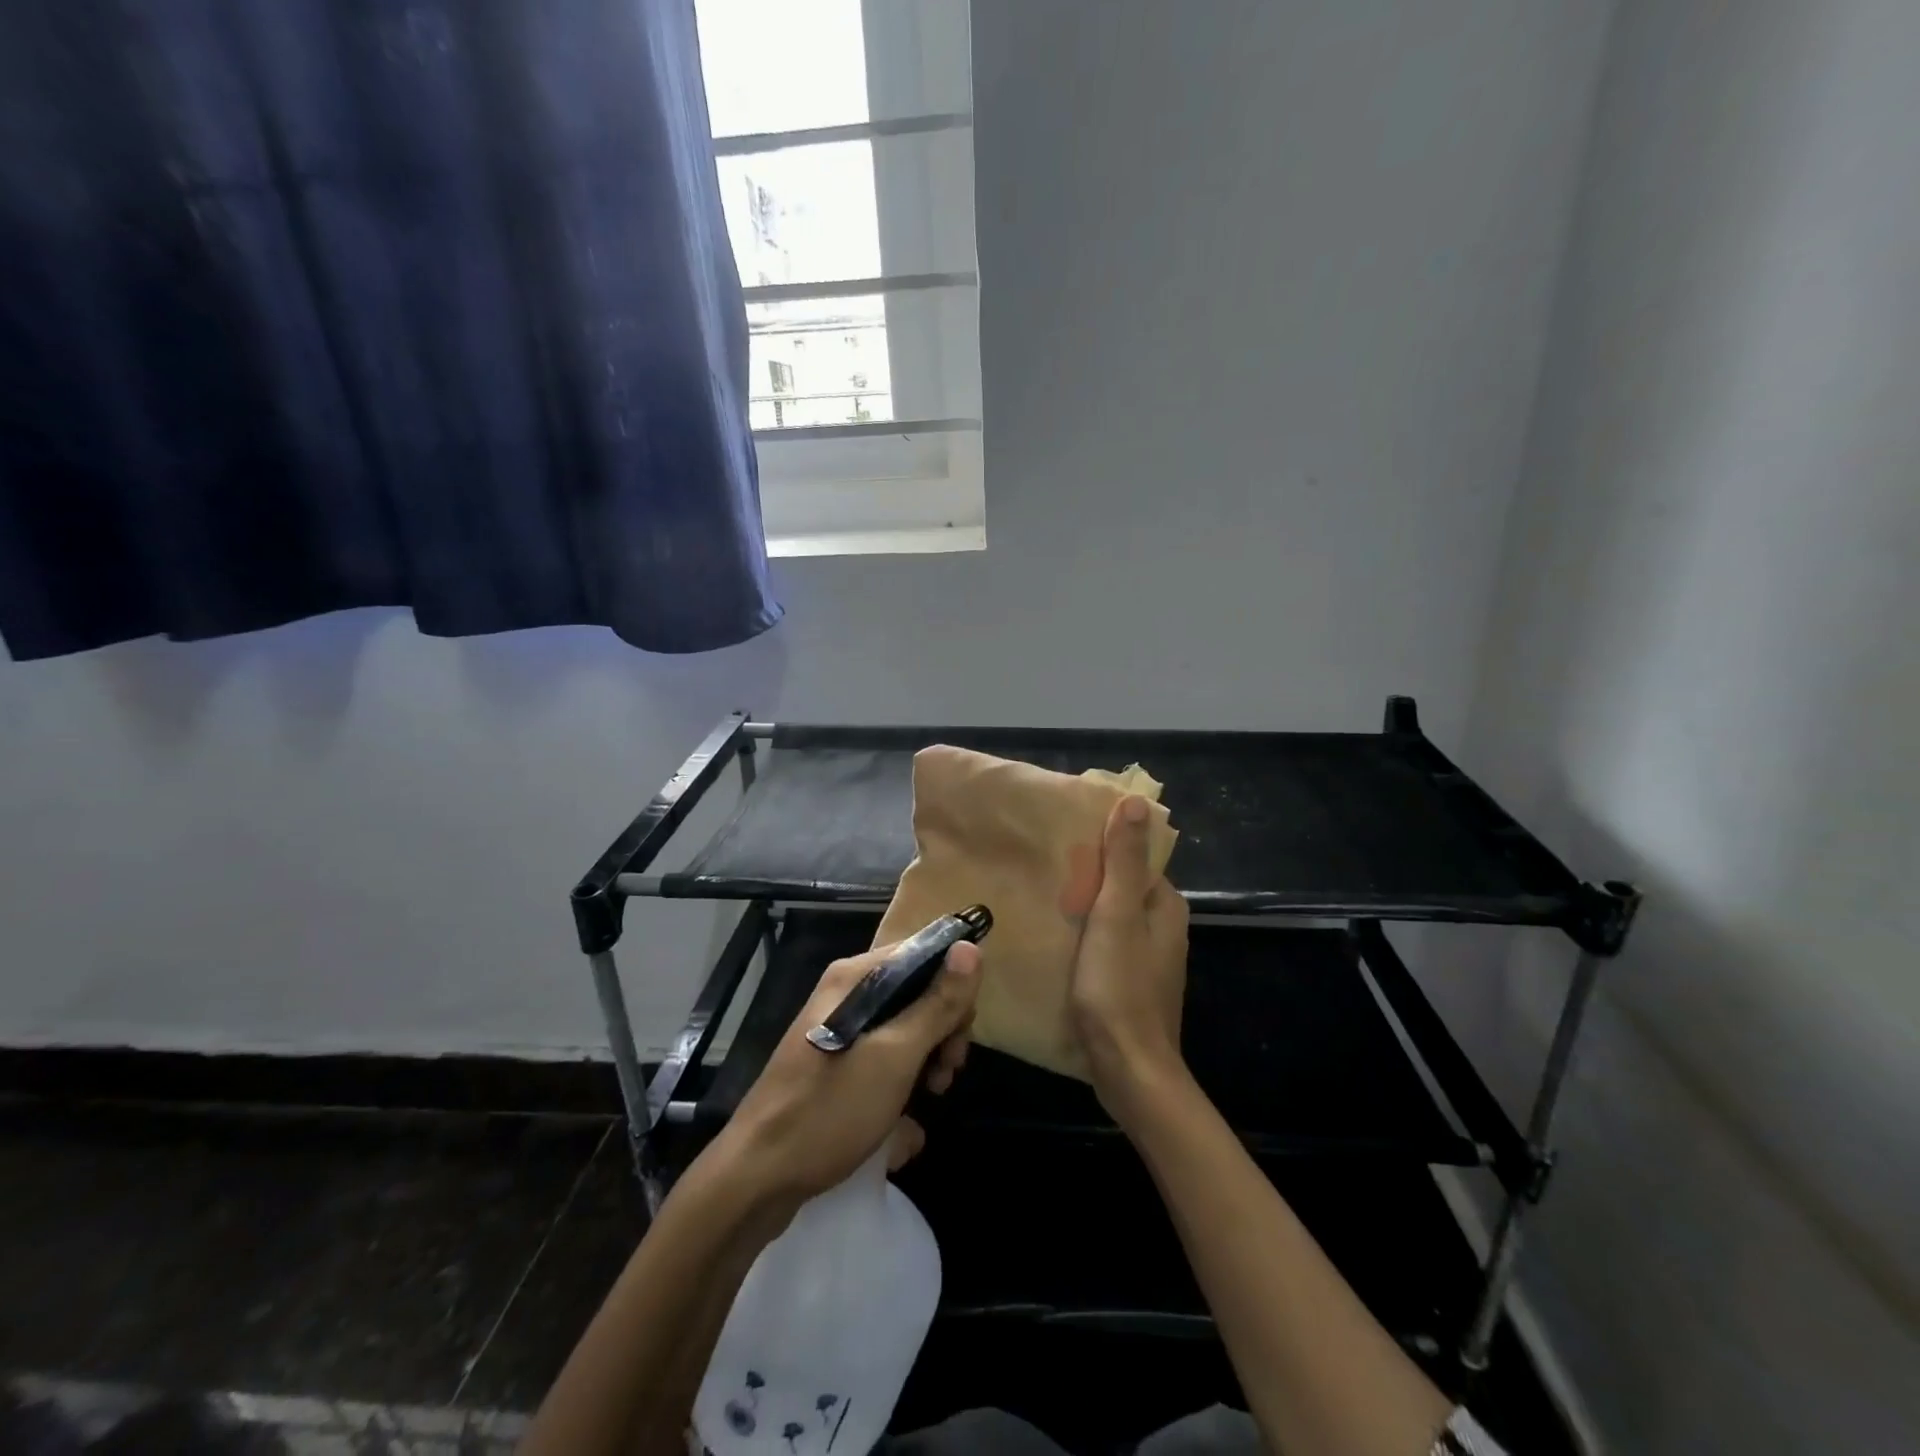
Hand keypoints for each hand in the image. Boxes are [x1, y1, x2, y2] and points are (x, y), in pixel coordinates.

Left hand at [712, 939, 981, 1206]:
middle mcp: (846, 994)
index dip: (953, 984)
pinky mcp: (834, 1066)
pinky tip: (905, 1126)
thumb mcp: (895, 1056)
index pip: (922, 953)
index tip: (963, 1030)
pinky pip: (882, 1060)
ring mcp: (838, 1031)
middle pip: (915, 992)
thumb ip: (936, 1003)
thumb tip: (971, 947)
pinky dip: (901, 1084)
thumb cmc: (829, 1110)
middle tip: (947, 1073)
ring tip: (930, 1098)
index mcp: (856, 977)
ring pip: (903, 1030)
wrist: (756, 1180)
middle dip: (942, 1030)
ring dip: (926, 1061)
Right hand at [1067, 795, 1191, 1119]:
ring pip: (1112, 918)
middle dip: (1088, 877)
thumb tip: (1137, 800)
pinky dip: (1084, 937)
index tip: (1065, 840)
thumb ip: (1124, 860)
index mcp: (1166, 906)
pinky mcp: (1131, 984)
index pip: (1135, 859)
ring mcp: (1148, 959)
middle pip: (1122, 887)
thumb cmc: (1120, 987)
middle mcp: (1163, 928)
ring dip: (1083, 909)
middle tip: (1044, 869)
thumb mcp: (1116, 915)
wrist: (1129, 1070)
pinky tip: (1054, 939)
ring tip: (1042, 898)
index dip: (1103, 846)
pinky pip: (1106, 945)